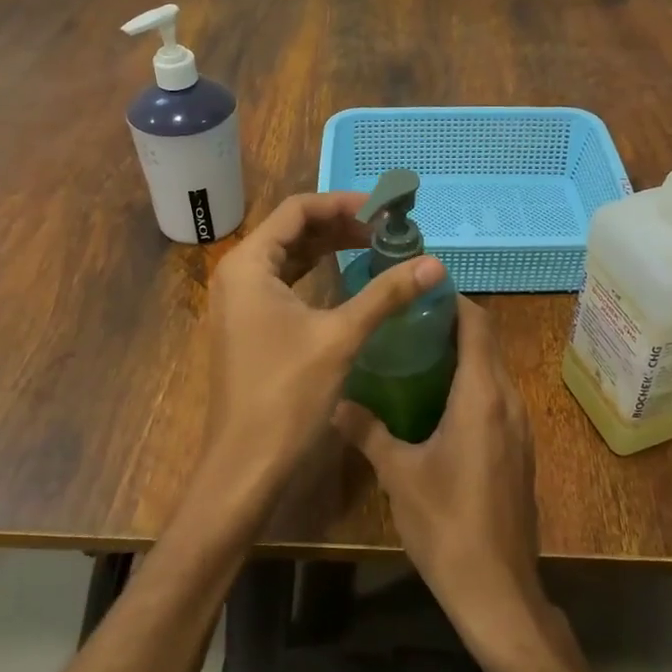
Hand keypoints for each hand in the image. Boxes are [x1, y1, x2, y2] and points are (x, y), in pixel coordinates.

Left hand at [198, 192, 446, 511]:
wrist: (244, 467)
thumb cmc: (286, 396)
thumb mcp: (340, 337)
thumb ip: (385, 293)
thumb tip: (434, 262)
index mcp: (249, 264)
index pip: (297, 210)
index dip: (343, 204)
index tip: (384, 211)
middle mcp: (238, 275)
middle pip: (291, 230)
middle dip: (339, 226)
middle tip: (386, 231)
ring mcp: (240, 302)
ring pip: (288, 257)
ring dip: (329, 249)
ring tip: (374, 249)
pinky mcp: (248, 326)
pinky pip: (284, 284)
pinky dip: (316, 275)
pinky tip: (347, 281)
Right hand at [334, 298, 544, 653]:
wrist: (498, 591)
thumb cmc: (446, 524)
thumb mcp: (398, 474)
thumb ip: (367, 431)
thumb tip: (334, 402)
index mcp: (482, 395)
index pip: (477, 324)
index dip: (452, 301)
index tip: (418, 292)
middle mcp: (508, 401)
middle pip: (486, 343)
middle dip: (451, 325)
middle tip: (405, 321)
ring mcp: (519, 427)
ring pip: (492, 371)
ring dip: (461, 355)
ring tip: (415, 354)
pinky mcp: (519, 450)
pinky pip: (496, 398)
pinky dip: (471, 384)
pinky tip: (435, 402)